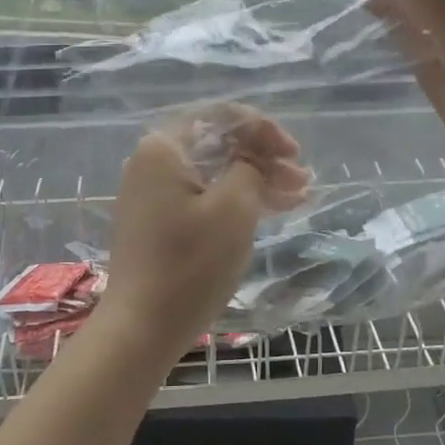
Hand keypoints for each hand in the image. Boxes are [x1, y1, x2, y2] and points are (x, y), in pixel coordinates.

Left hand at [97, 111, 309, 359]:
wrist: (142, 327)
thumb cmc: (190, 264)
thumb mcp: (234, 209)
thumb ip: (250, 168)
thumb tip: (251, 159)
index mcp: (164, 148)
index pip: (221, 117)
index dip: (263, 129)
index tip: (293, 154)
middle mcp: (152, 162)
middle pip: (218, 144)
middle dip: (264, 158)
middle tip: (302, 179)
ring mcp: (153, 194)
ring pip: (214, 173)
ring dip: (256, 180)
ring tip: (297, 196)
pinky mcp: (158, 222)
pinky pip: (203, 197)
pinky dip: (236, 201)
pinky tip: (270, 210)